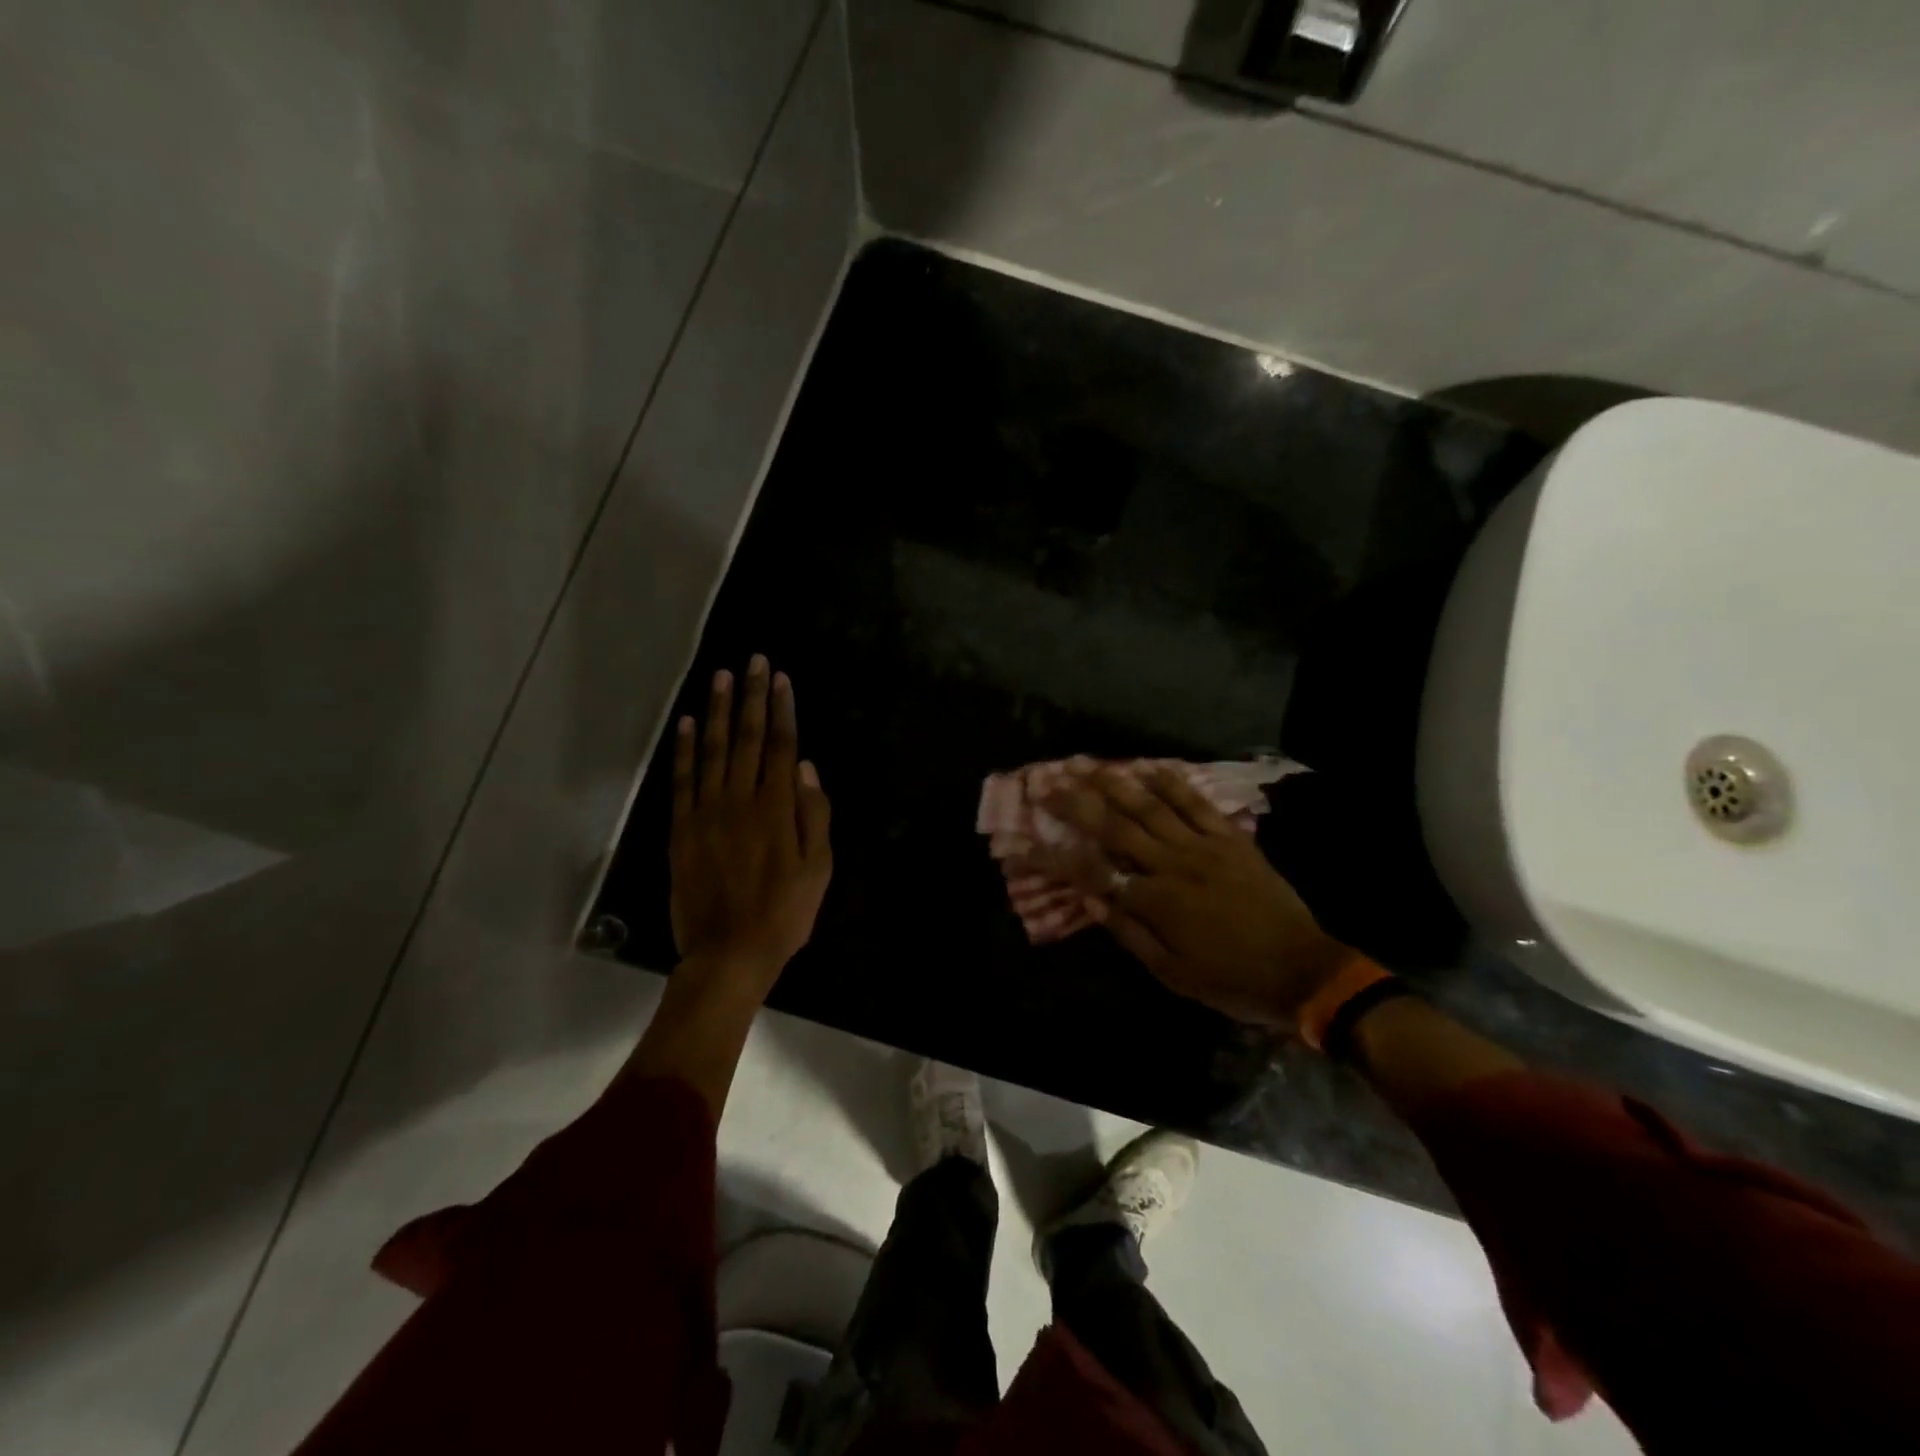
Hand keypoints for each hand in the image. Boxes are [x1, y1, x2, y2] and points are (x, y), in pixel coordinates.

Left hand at [670, 656, 831, 992]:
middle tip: (752, 661)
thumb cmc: (785, 913)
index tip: (780, 678)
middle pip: (748, 738)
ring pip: (713, 750)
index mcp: (777, 808)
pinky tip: (686, 724)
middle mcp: (741, 800)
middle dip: (751, 696)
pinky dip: (684, 750)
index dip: (782, 710)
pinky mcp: (682, 829)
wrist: (729, 953)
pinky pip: (682, 780)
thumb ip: (815, 816)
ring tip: (720, 678)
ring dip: (718, 711)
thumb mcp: (819, 869)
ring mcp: (707, 812)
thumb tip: (809, 769)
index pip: (782, 747)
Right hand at [1047, 765, 1350, 1026]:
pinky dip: (1171, 782)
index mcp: (1155, 901)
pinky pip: (1196, 803)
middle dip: (1076, 804)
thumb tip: (1091, 900)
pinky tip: (1148, 766)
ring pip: (1151, 806)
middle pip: (1115, 827)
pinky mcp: (1230, 838)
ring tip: (1085, 764)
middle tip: (1046, 783)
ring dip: (1115, 782)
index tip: (1025, 842)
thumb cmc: (1232, 980)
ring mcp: (1203, 846)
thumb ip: (1129, 933)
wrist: (1303, 969)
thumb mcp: (1173, 974)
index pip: (1093, 873)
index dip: (1055, 857)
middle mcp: (1172, 864)